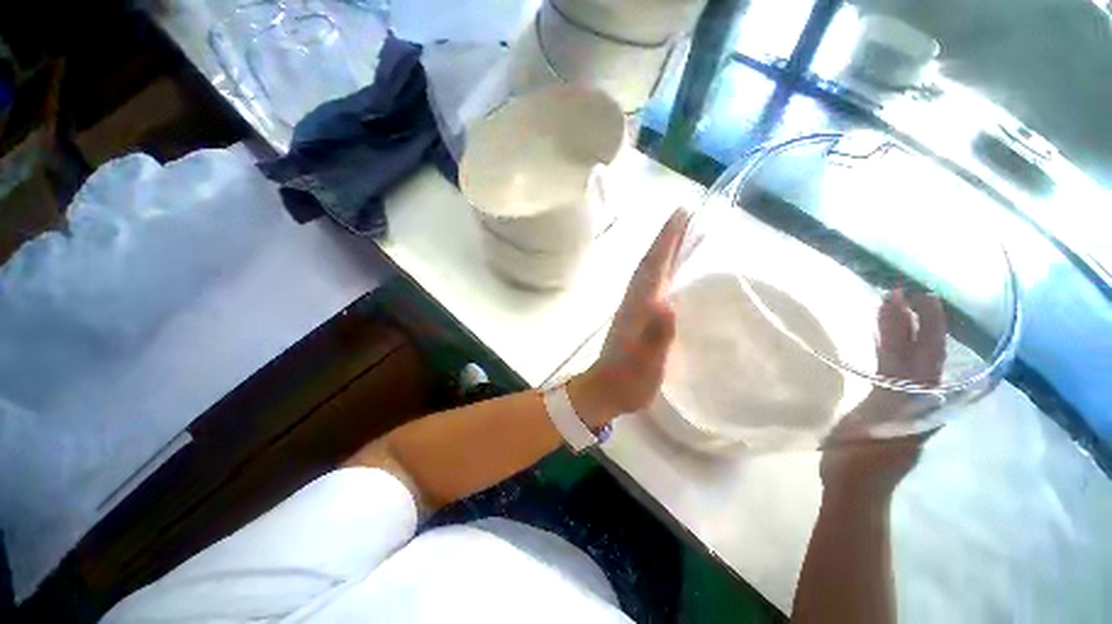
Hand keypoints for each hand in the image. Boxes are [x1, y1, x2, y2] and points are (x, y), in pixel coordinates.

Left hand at [568, 209, 687, 428]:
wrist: (604, 390)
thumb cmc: (627, 379)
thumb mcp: (646, 363)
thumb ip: (656, 335)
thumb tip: (667, 303)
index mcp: (639, 306)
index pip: (654, 266)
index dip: (666, 240)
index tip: (681, 214)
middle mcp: (635, 301)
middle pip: (651, 263)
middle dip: (666, 238)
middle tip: (684, 216)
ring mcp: (633, 309)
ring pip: (649, 272)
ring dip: (662, 251)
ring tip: (681, 235)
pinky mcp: (635, 318)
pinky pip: (650, 285)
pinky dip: (660, 271)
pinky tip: (668, 273)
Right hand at [820, 289, 946, 501]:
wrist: (854, 485)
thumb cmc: (862, 464)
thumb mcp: (879, 438)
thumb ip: (897, 413)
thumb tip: (913, 385)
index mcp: (919, 402)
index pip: (927, 355)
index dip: (924, 326)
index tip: (914, 297)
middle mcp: (917, 396)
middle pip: (918, 351)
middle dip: (912, 320)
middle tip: (897, 291)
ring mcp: (899, 398)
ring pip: (903, 356)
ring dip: (897, 330)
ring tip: (887, 304)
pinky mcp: (882, 401)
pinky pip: (887, 366)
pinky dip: (883, 345)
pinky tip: (876, 334)